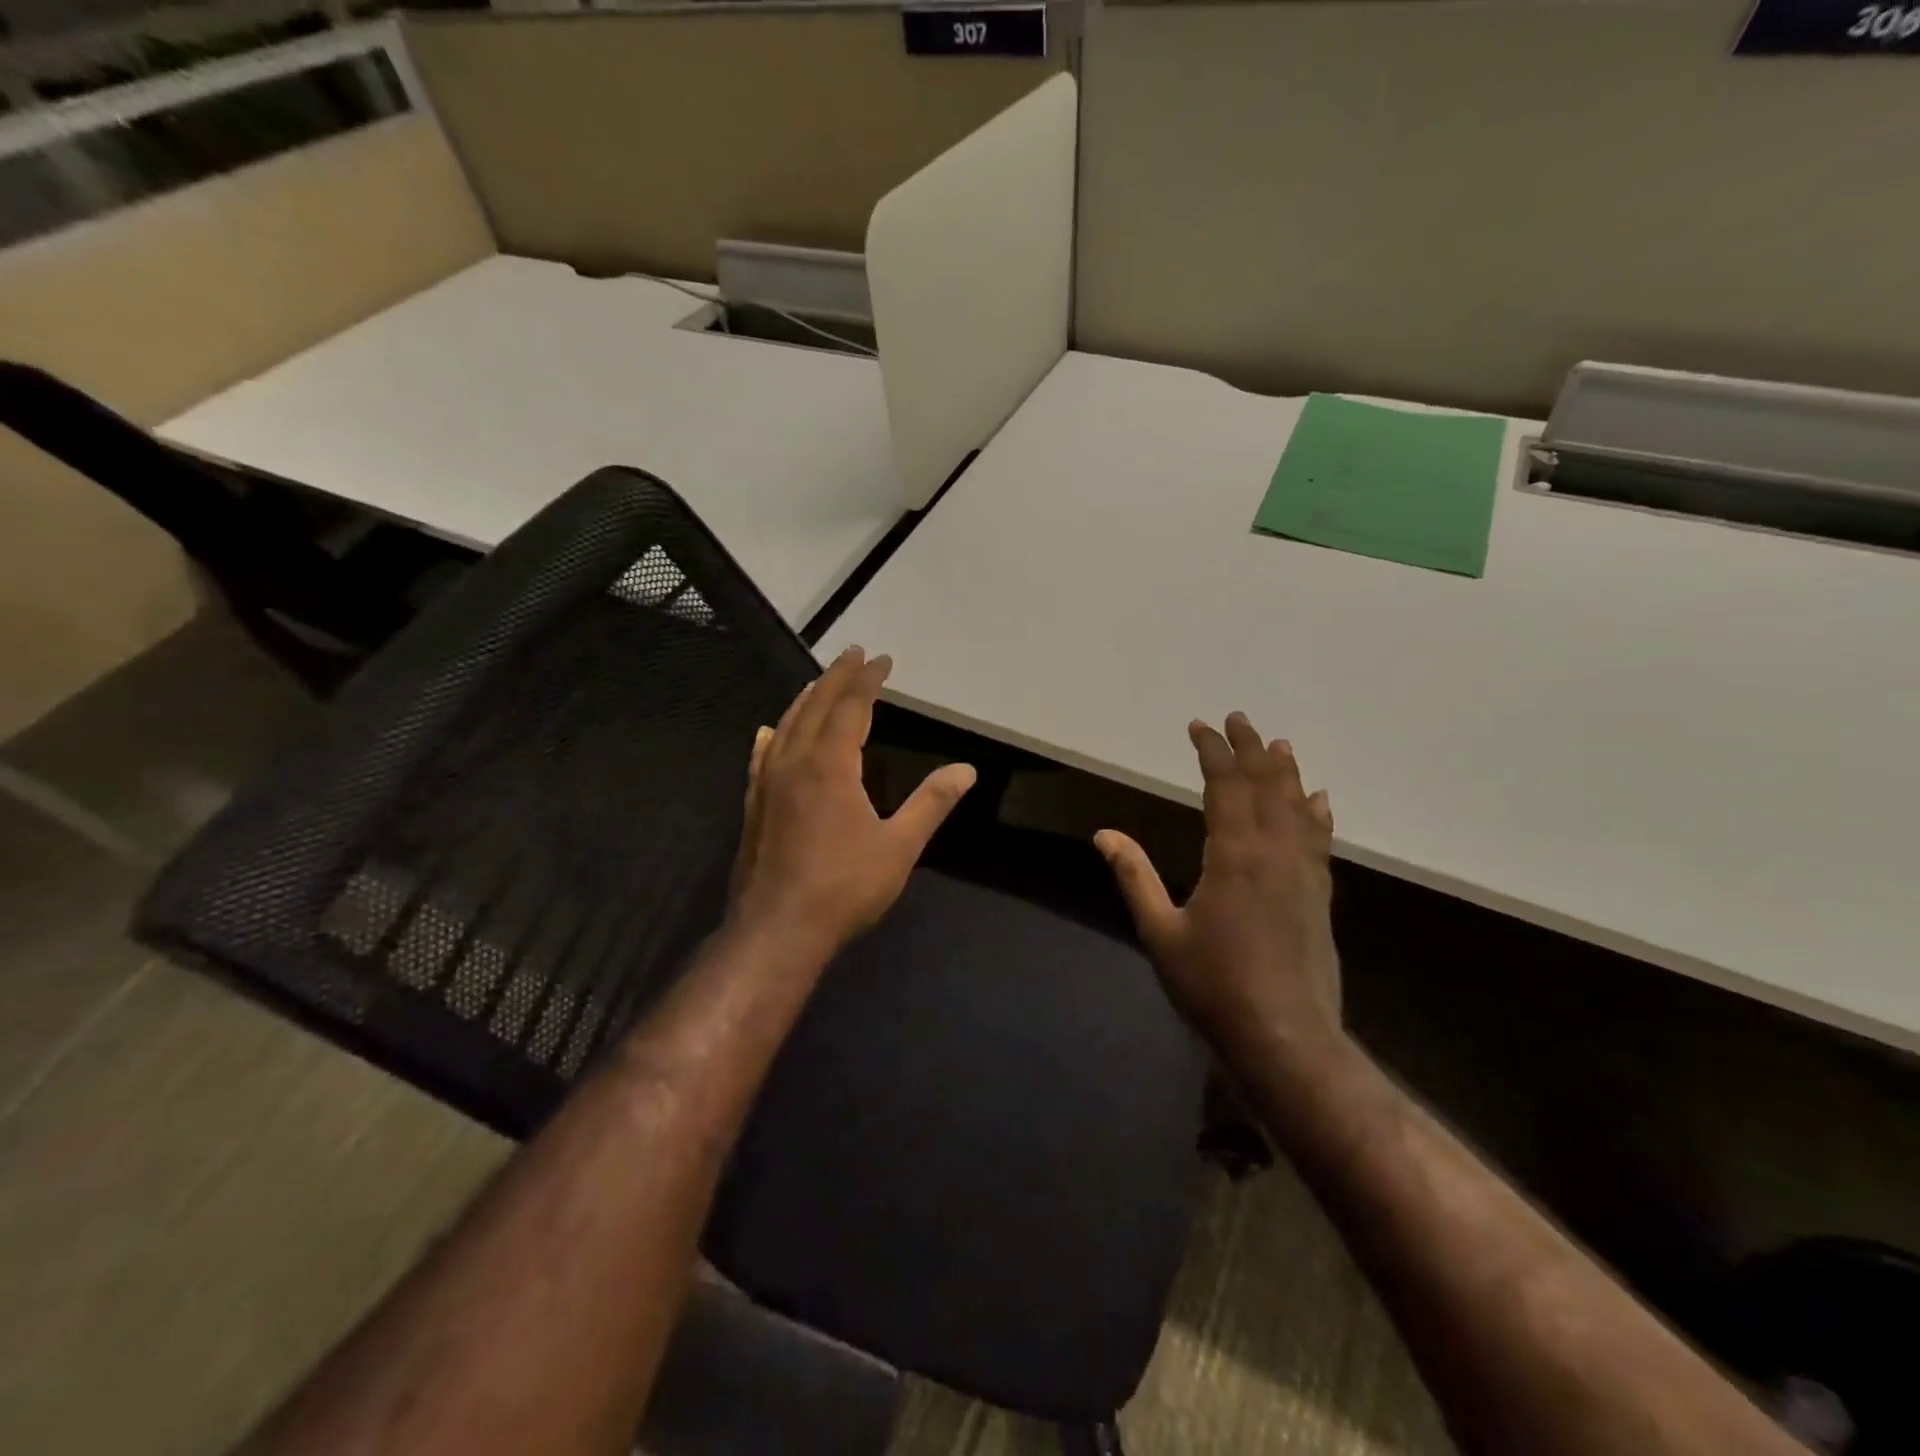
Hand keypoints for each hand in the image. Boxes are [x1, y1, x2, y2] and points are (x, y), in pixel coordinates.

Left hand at [729, 647, 975, 956]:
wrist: (776, 931)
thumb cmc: (843, 888)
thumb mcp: (898, 847)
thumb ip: (931, 804)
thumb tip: (966, 770)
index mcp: (830, 765)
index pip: (851, 707)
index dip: (868, 680)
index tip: (882, 660)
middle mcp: (795, 762)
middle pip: (816, 706)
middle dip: (837, 677)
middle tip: (854, 654)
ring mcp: (768, 783)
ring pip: (786, 725)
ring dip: (806, 699)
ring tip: (819, 682)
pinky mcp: (753, 805)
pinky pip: (762, 756)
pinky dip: (772, 736)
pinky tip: (768, 731)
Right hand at [1095, 713, 1341, 1073]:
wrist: (1285, 1038)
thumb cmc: (1214, 986)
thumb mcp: (1160, 932)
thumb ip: (1134, 877)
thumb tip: (1104, 834)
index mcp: (1234, 855)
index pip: (1225, 785)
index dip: (1212, 752)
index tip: (1199, 727)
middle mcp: (1274, 852)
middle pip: (1265, 786)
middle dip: (1250, 749)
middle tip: (1239, 719)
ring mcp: (1304, 874)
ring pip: (1297, 808)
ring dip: (1286, 773)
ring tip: (1280, 746)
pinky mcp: (1319, 896)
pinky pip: (1320, 840)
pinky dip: (1317, 814)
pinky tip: (1320, 800)